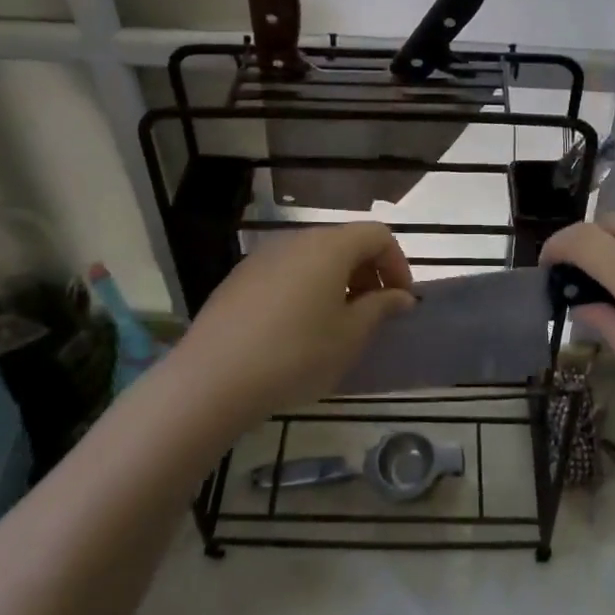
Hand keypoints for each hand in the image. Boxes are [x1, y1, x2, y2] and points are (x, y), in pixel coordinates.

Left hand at [175, 223, 415, 423]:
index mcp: (329, 246)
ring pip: (313, 257)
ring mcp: (263, 256)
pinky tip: (297, 329)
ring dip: (337, 281)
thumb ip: (380, 308)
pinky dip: (305, 288)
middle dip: (368, 272)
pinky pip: (286, 272)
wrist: (213, 378)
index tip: (401, 301)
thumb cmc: (296, 354)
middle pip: (344, 242)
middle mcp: (296, 240)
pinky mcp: (239, 278)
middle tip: (374, 313)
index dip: (398, 264)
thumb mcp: (349, 336)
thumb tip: (401, 296)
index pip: (377, 235)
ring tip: (338, 323)